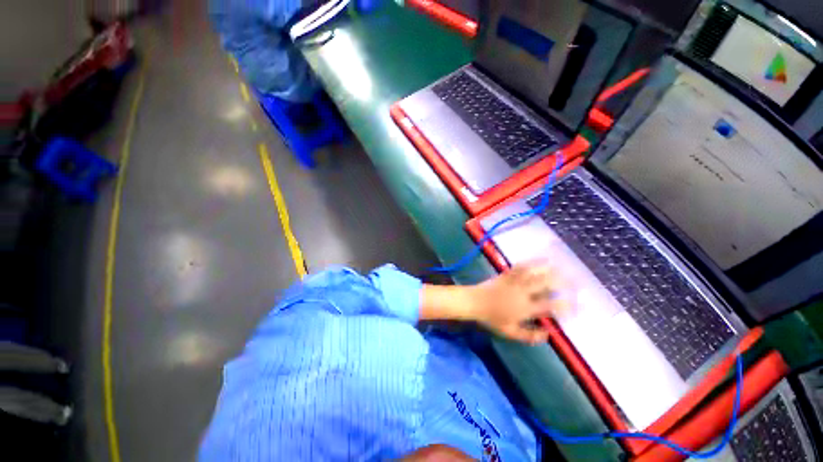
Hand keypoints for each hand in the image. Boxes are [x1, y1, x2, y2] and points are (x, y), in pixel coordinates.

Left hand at [468, 261, 571, 343]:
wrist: (474, 301)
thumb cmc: (491, 318)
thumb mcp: (510, 332)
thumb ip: (530, 336)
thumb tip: (549, 335)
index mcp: (524, 308)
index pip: (549, 305)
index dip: (565, 305)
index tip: (577, 305)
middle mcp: (522, 292)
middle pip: (545, 284)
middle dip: (562, 282)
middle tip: (575, 282)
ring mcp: (514, 281)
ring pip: (534, 273)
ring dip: (549, 269)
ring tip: (562, 266)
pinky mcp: (507, 274)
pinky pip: (521, 266)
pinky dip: (531, 262)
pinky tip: (540, 259)